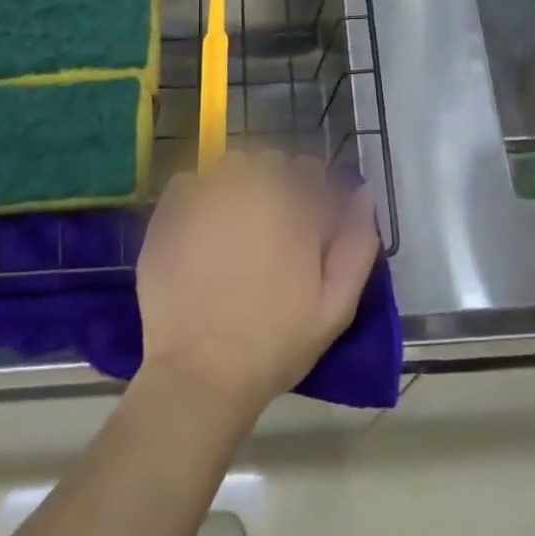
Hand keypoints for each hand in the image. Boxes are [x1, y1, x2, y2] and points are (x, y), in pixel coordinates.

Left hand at [136, 151, 380, 420]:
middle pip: (269, 162)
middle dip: (273, 184)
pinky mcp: (171, 211)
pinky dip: (195, 196)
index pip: (309, 169)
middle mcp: (254, 189)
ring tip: (230, 225)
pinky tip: (197, 229)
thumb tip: (363, 193)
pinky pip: (188, 182)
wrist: (200, 373)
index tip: (302, 222)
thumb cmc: (274, 343)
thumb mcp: (336, 306)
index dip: (309, 193)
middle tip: (266, 228)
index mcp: (296, 207)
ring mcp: (208, 197)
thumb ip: (357, 243)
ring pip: (229, 166)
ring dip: (235, 185)